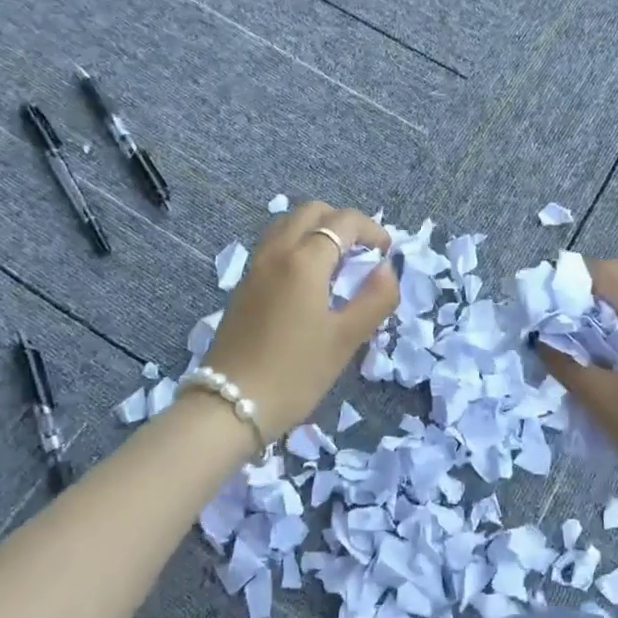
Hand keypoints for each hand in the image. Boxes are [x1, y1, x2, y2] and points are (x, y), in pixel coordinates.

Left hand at [201, 202, 396, 440]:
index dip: (372, 230)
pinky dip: (298, 246)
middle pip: (312, 211)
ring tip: (338, 265)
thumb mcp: (346, 339)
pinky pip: (274, 246)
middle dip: (343, 222)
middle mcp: (276, 252)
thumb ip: (375, 298)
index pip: (344, 221)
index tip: (387, 254)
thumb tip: (388, 269)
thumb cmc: (296, 373)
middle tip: (363, 253)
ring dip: (317, 230)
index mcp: (304, 260)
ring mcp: (255, 267)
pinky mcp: (244, 286)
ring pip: (288, 225)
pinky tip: (309, 283)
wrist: (229, 406)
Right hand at [537, 258, 617, 526]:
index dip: (571, 279)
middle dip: (589, 285)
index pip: (608, 273)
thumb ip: (567, 364)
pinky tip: (612, 345)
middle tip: (559, 314)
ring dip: (611, 298)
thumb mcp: (605, 403)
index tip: (542, 302)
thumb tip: (540, 338)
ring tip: (583, 328)